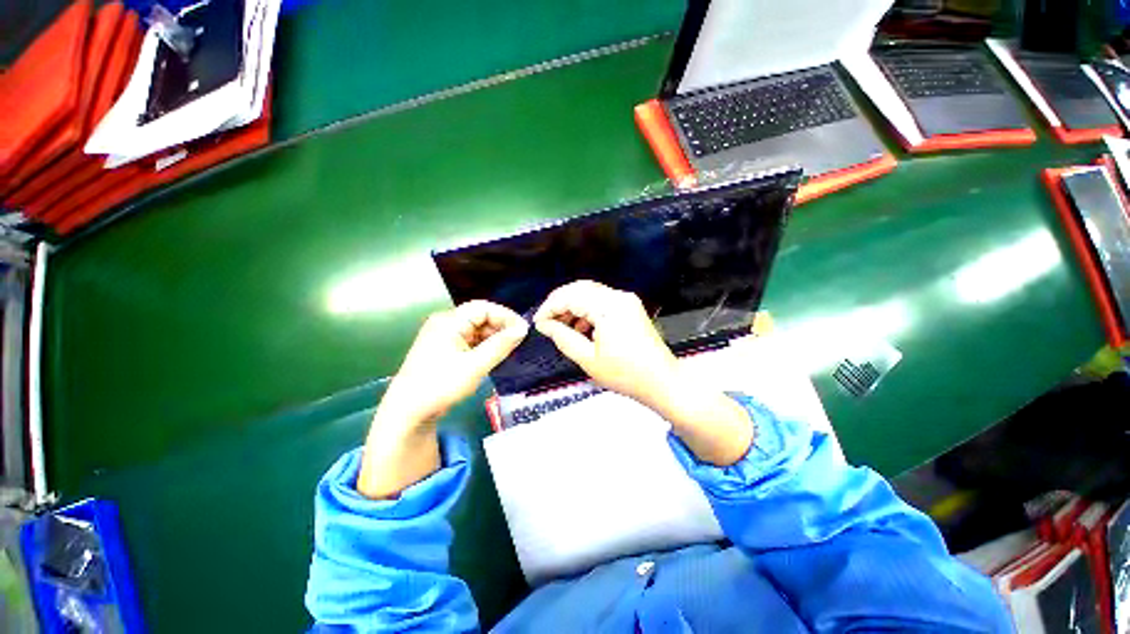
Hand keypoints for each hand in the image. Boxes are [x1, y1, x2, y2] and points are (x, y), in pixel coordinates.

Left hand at [380, 300, 529, 427]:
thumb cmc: (441, 385)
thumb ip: (500, 345)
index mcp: (449, 321)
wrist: (407, 413)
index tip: (523, 330)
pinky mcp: (445, 349)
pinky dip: (484, 346)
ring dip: (494, 338)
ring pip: (477, 330)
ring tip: (510, 350)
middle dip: (501, 327)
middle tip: (519, 342)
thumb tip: (523, 329)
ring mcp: (444, 336)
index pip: (484, 308)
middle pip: (480, 317)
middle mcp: (446, 323)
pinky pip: (470, 341)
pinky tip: (495, 355)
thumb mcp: (475, 366)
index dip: (506, 316)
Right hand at [532, 280, 677, 408]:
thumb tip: (544, 325)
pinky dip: (587, 310)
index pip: (570, 296)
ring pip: (590, 293)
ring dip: (573, 306)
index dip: (550, 307)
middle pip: (580, 288)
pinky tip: (581, 328)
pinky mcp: (630, 307)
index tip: (538, 323)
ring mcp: (626, 300)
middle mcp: (618, 296)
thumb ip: (563, 338)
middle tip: (546, 321)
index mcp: (608, 306)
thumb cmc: (625, 374)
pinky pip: (602, 301)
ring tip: (562, 327)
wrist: (662, 382)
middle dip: (559, 303)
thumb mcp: (588, 359)